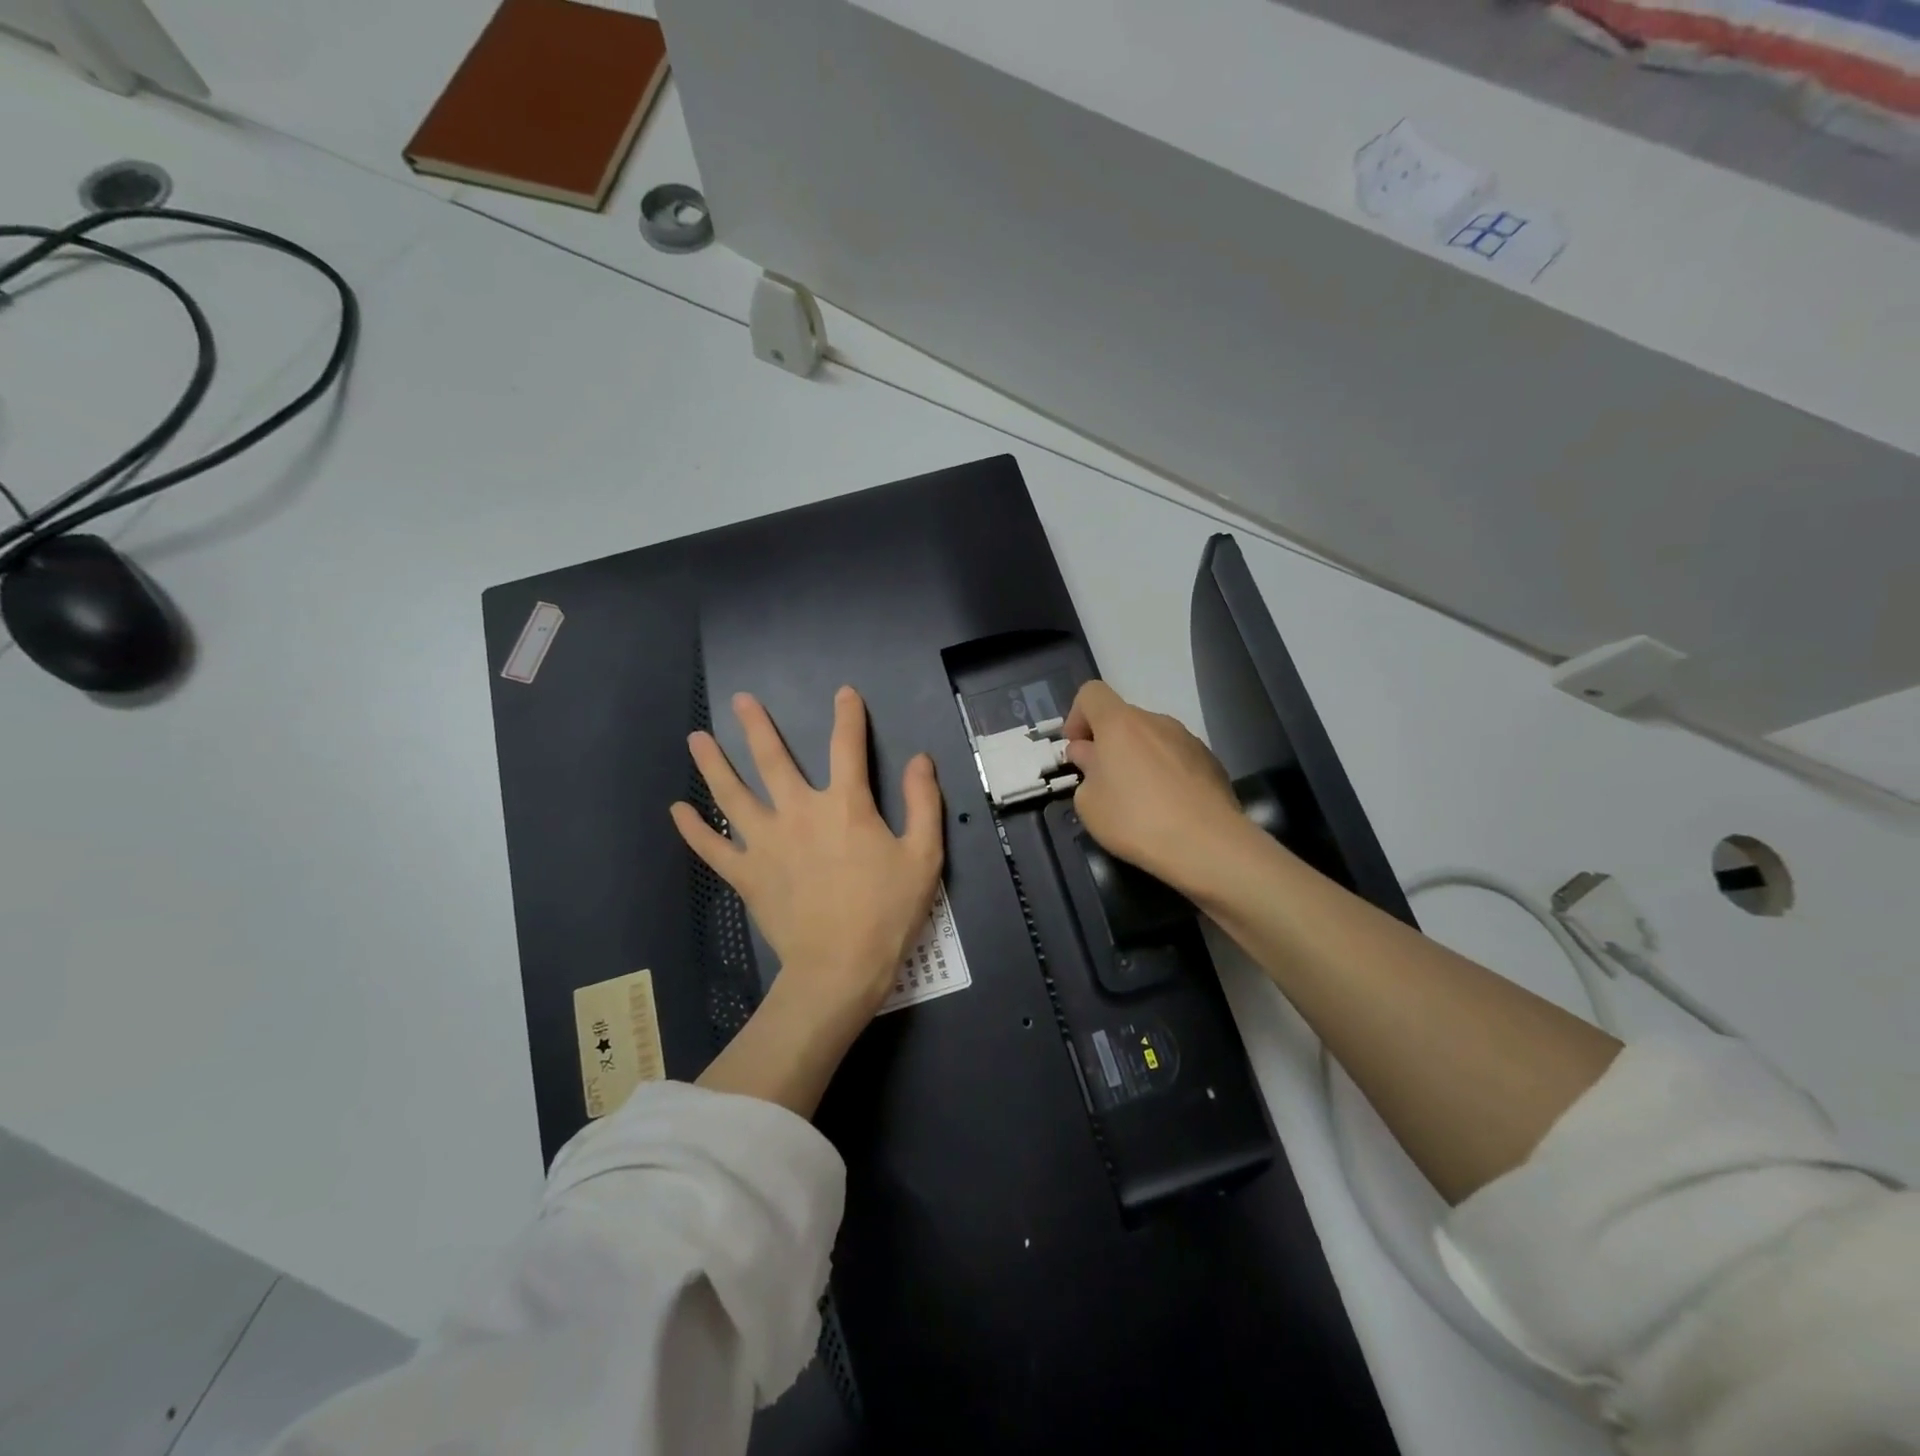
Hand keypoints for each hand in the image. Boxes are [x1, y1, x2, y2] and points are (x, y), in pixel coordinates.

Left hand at [672, 687, 943, 1034]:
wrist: (840, 967)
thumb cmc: (887, 911)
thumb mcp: (923, 855)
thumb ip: (923, 802)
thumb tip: (920, 759)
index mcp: (844, 805)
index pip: (847, 747)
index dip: (848, 716)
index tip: (844, 693)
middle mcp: (799, 812)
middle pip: (773, 760)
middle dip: (757, 727)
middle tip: (741, 701)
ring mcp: (765, 843)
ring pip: (732, 795)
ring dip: (713, 764)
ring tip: (696, 739)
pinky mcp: (746, 874)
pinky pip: (712, 848)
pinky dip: (693, 829)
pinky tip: (677, 810)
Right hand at [1062, 681, 1252, 897]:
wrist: (1206, 844)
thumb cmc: (1135, 820)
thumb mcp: (1089, 803)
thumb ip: (1086, 770)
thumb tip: (1091, 756)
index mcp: (1120, 723)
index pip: (1092, 693)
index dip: (1077, 716)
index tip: (1077, 750)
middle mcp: (1156, 721)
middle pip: (1123, 719)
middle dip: (1108, 743)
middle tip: (1103, 782)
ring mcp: (1188, 739)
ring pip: (1151, 739)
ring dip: (1137, 758)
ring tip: (1138, 799)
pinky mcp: (1211, 761)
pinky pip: (1176, 758)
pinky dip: (1164, 773)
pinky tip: (1167, 808)